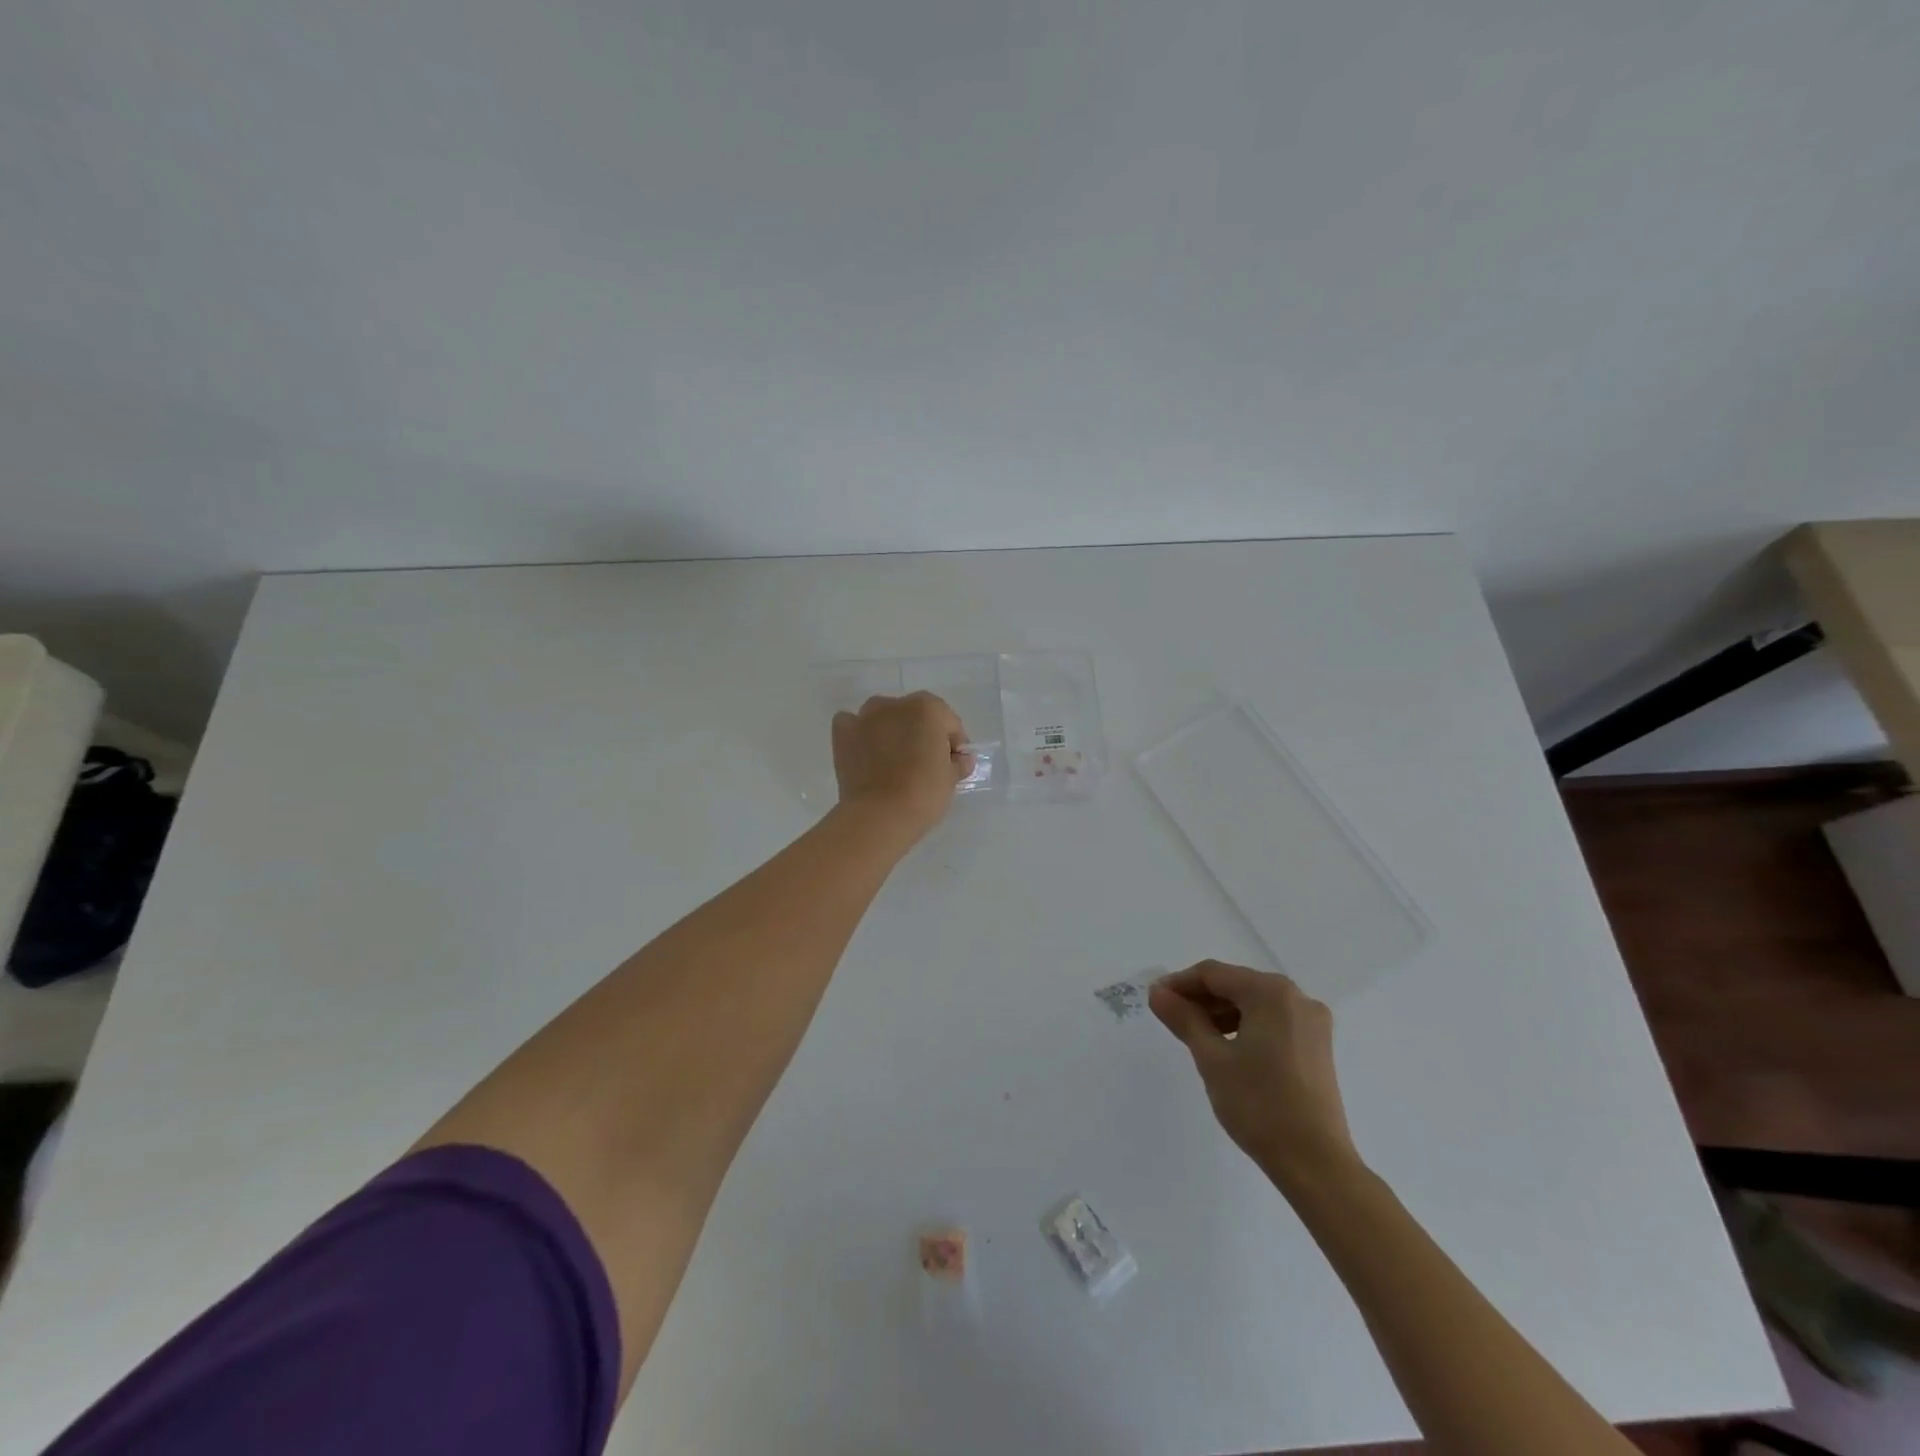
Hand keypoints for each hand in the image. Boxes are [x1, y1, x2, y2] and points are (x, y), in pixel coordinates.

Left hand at [831, 692, 972, 841]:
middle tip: (924, 764)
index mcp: (928, 708)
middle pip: (915, 716)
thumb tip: (960, 760)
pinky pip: (853, 725)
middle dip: (921, 734)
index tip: (952, 764)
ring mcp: (865, 717)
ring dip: (891, 730)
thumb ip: (958, 763)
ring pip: (883, 716)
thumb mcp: (951, 779)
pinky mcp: (842, 734)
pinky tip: (866, 753)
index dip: (953, 743)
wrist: (880, 815)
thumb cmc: (924, 793)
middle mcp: (895, 704)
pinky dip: (860, 734)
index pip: (949, 722)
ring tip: (894, 761)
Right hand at [1150, 960, 1360, 1190]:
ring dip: (1221, 1013)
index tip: (1155, 1000)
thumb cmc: (1258, 1104)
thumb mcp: (1211, 1058)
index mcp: (1271, 992)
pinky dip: (1245, 1026)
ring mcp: (1312, 1022)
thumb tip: (1157, 992)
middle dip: (1201, 998)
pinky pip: (1272, 1021)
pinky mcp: (1317, 1046)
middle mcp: (1297, 997)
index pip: (1214, 974)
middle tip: (1171, 1018)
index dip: (1180, 983)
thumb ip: (1183, 1018)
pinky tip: (1227, 1047)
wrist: (1314, 1163)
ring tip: (1195, 1035)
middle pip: (1236, 985)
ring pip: (1254, 1003)